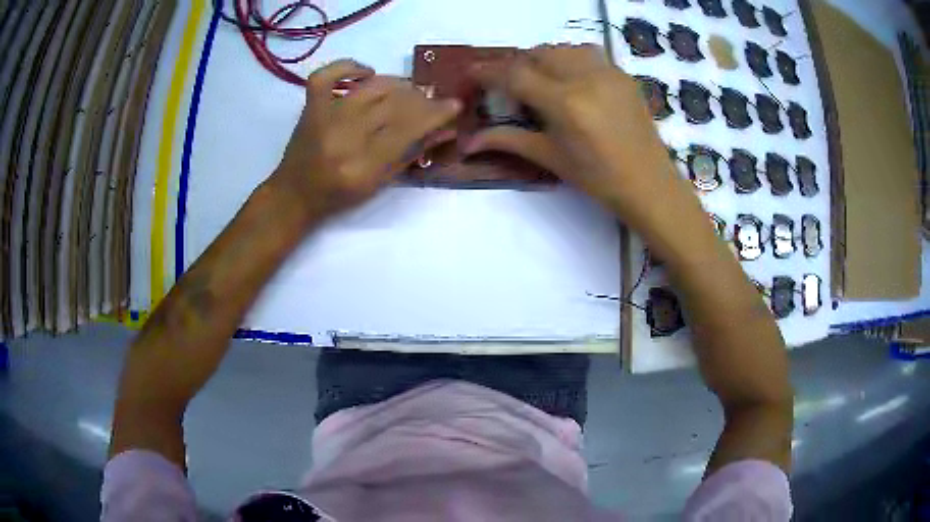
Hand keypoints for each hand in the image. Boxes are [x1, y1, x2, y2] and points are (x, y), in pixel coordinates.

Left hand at [271, 59, 460, 223]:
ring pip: (372, 86)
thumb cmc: (339, 196)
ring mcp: (324, 117)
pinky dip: (349, 67)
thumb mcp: (379, 184)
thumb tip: (444, 128)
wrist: (294, 194)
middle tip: (429, 101)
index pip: (408, 129)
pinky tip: (367, 73)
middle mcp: (344, 137)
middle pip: (393, 104)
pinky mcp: (311, 105)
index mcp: (363, 166)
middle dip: (420, 99)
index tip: (453, 104)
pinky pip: (329, 74)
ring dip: (397, 85)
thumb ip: (411, 154)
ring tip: (406, 92)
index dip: (435, 114)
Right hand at [466, 44, 697, 236]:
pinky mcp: (623, 74)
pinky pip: (587, 54)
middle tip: (510, 84)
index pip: (516, 75)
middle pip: (538, 53)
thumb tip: (468, 141)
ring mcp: (608, 73)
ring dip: (543, 58)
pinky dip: (569, 60)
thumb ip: (509, 140)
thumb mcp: (551, 158)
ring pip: (562, 48)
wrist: (649, 183)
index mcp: (565, 103)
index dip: (489, 71)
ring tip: (541, 80)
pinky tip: (570, 81)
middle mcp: (586, 78)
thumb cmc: (598, 179)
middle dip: (517, 64)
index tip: (472, 73)